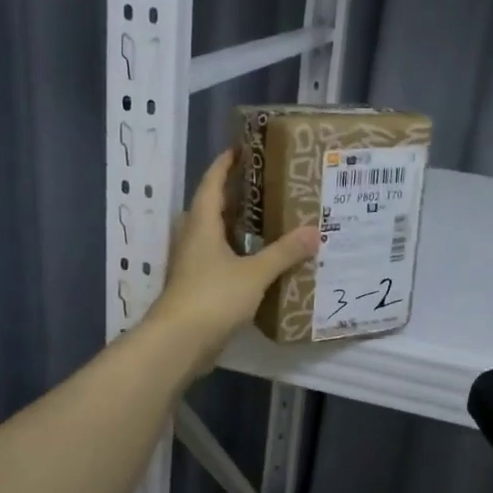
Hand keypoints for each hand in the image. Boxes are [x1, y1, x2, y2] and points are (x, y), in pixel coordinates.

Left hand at [147, 149, 317, 374]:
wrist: (178, 342)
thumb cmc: (212, 297)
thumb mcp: (254, 273)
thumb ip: (284, 253)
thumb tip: (314, 231)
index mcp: (201, 223)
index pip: (212, 182)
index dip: (225, 164)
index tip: (242, 149)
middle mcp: (192, 238)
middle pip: (212, 207)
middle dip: (236, 194)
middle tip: (267, 186)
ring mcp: (191, 263)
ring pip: (214, 235)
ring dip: (237, 226)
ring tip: (268, 219)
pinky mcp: (196, 286)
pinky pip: (218, 259)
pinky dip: (237, 253)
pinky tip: (259, 260)